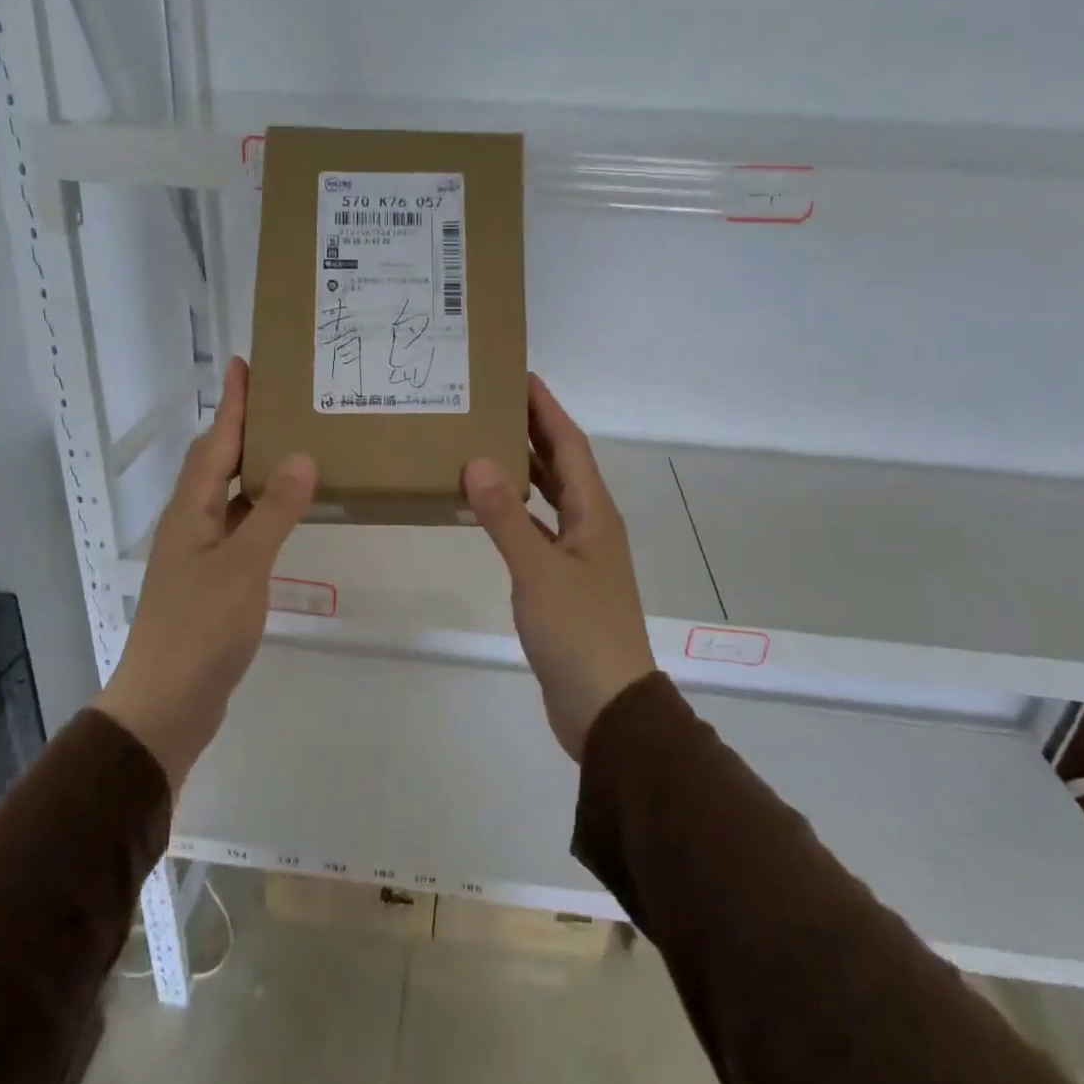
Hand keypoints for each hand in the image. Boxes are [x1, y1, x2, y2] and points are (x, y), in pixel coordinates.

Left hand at [94, 358, 315, 787]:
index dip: (231, 403)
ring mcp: (199, 554)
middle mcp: (190, 524)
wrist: (167, 703)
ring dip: (255, 468)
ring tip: (291, 446)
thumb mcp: (243, 565)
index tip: (244, 364)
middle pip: (217, 463)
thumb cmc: (201, 628)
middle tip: (280, 400)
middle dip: (243, 428)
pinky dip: (261, 511)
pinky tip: (285, 514)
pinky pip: (239, 529)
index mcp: (191, 511)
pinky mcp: (212, 582)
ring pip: (229, 497)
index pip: (215, 443)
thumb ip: (273, 510)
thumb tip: (301, 456)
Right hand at [463, 374, 656, 760]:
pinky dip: (516, 513)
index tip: (522, 377)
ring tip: (485, 444)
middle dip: (534, 431)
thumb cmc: (579, 632)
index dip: (548, 410)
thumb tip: (477, 461)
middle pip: (562, 466)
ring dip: (524, 470)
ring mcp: (578, 556)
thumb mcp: (538, 571)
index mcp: (595, 514)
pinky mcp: (562, 583)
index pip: (570, 447)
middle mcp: (591, 527)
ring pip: (550, 498)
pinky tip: (489, 510)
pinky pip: (538, 530)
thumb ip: (506, 517)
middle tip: (494, 403)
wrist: (606, 707)